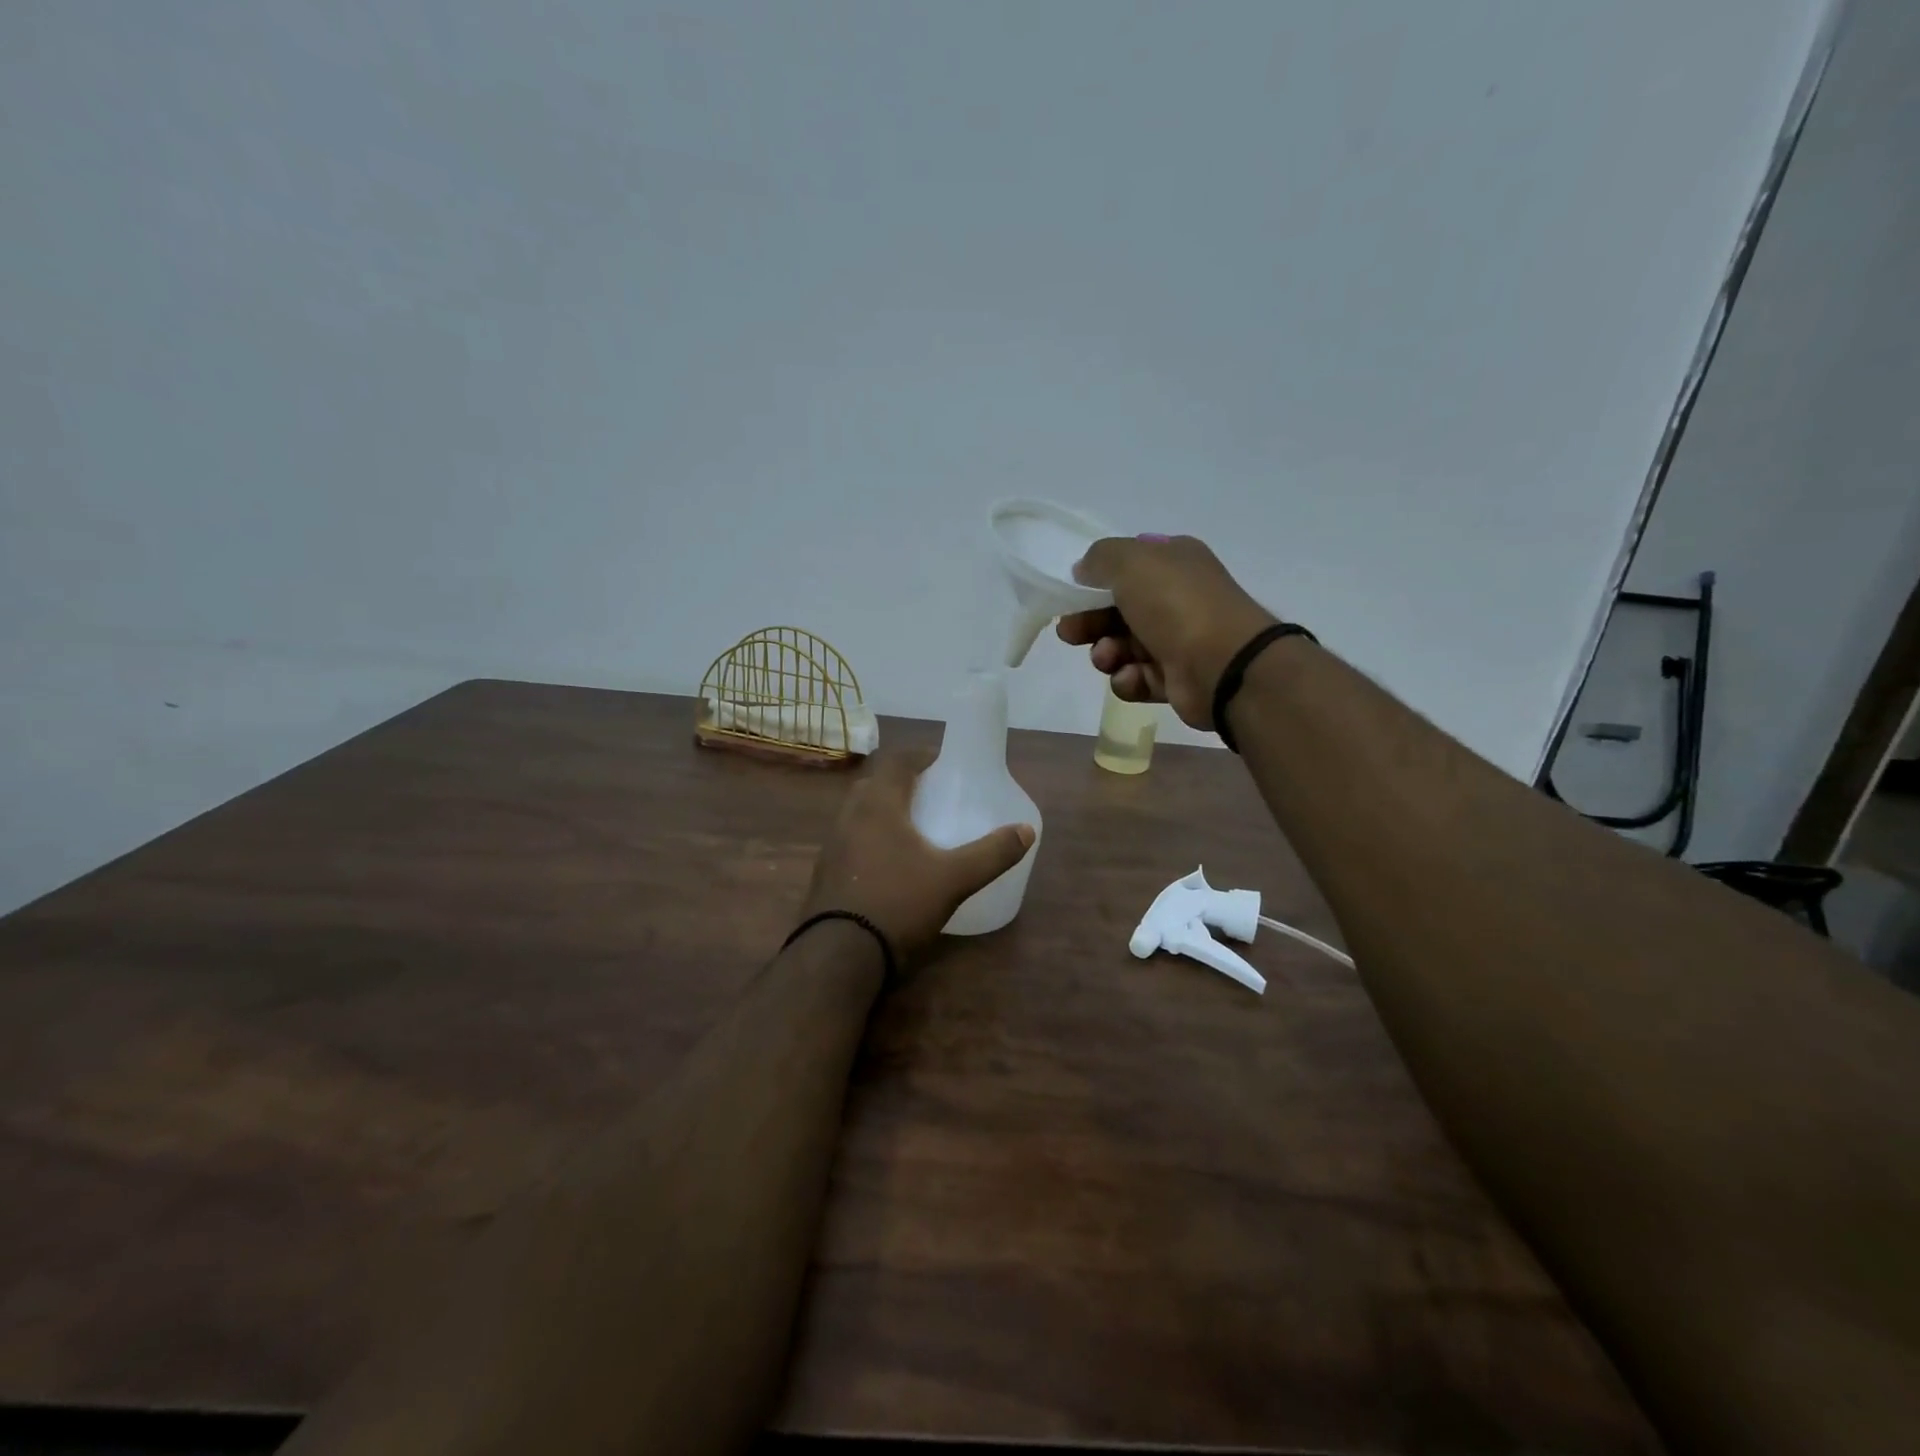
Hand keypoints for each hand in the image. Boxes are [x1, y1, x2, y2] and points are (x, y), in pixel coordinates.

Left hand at [800, 751, 1035, 964]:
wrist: (839, 956)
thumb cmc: (898, 903)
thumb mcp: (954, 879)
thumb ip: (991, 853)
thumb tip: (1026, 830)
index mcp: (878, 804)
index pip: (896, 761)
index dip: (921, 756)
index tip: (943, 763)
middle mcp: (849, 815)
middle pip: (875, 783)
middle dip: (902, 782)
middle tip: (932, 793)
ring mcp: (832, 845)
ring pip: (860, 812)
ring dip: (884, 810)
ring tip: (914, 827)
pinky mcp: (825, 872)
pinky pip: (852, 840)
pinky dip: (872, 838)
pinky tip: (891, 863)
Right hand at [1058, 535, 1279, 729]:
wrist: (1223, 665)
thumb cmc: (1175, 604)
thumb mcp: (1130, 562)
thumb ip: (1100, 558)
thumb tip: (1084, 571)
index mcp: (1173, 562)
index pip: (1126, 568)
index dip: (1094, 582)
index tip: (1071, 598)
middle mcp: (1177, 598)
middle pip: (1118, 610)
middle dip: (1090, 622)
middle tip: (1072, 634)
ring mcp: (1178, 640)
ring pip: (1123, 646)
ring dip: (1106, 653)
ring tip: (1108, 658)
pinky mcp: (1176, 679)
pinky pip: (1138, 678)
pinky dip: (1129, 679)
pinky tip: (1132, 677)